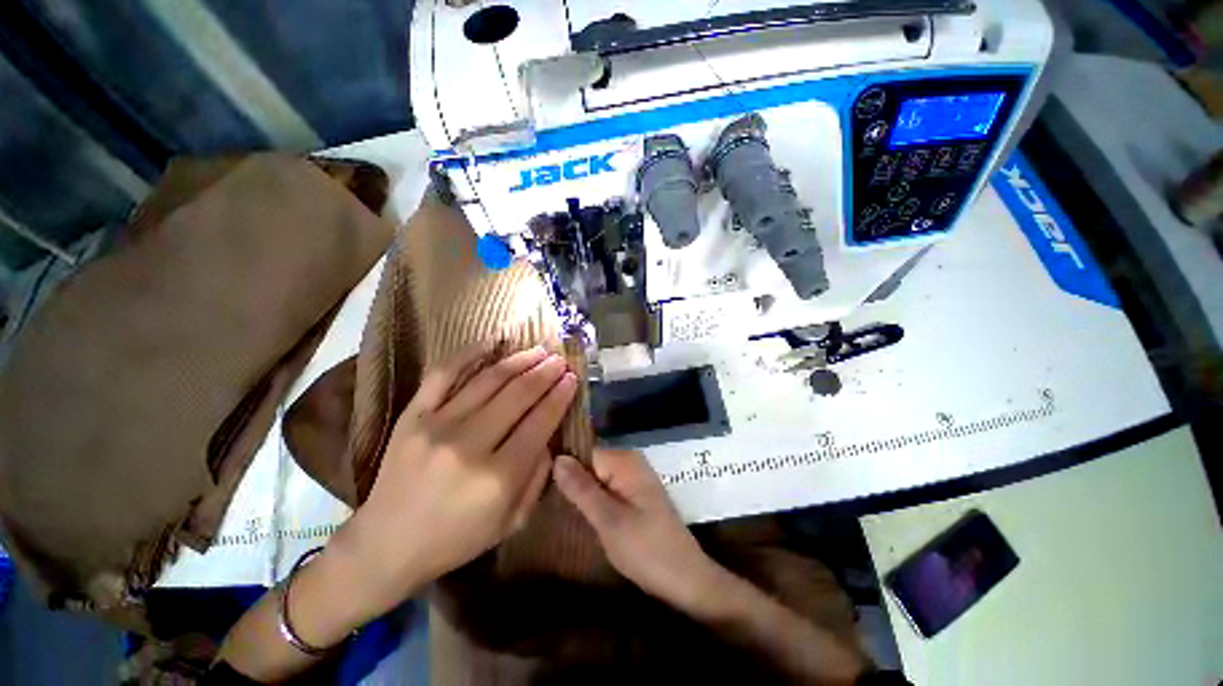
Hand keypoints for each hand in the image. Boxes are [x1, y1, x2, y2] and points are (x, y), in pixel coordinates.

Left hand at [331, 344, 577, 622]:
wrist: (385, 544)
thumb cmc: (456, 538)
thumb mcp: (513, 521)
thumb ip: (539, 475)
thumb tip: (549, 434)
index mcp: (498, 477)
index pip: (541, 421)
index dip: (560, 395)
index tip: (572, 378)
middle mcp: (470, 445)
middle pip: (519, 395)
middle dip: (546, 372)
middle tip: (561, 360)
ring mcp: (437, 425)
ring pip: (490, 380)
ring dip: (521, 360)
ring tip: (540, 351)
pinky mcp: (412, 415)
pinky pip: (443, 373)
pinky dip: (470, 353)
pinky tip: (493, 342)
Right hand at [552, 448, 718, 610]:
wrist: (685, 578)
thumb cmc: (646, 550)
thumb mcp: (608, 520)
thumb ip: (582, 488)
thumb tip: (557, 458)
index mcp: (624, 460)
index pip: (584, 449)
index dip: (564, 464)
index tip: (543, 480)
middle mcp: (629, 460)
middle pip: (590, 460)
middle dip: (571, 477)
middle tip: (548, 498)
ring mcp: (633, 476)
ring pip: (596, 473)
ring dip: (580, 488)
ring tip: (556, 504)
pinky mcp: (635, 492)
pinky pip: (606, 484)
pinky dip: (592, 495)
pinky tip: (579, 510)